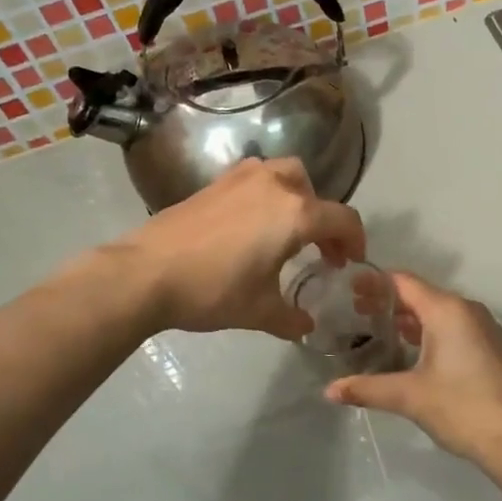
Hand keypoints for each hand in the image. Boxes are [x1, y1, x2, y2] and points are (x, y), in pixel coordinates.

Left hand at [118, 159, 365, 339]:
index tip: (349, 264)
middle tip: (319, 250)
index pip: (343, 219)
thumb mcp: (260, 312)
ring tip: (285, 230)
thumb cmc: (213, 290)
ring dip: (296, 199)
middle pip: (314, 192)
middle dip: (324, 219)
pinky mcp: (215, 182)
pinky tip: (251, 224)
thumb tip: (306, 325)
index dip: (355, 242)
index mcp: (296, 214)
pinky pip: (255, 178)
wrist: (146, 272)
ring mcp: (242, 178)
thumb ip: (291, 318)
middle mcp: (275, 185)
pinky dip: (267, 194)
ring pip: (284, 175)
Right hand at [325, 273, 501, 465]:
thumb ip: (366, 388)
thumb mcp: (408, 396)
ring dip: (410, 319)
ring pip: (439, 312)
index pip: (403, 282)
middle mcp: (467, 310)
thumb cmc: (460, 408)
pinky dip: (430, 331)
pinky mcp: (493, 347)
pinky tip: (413, 352)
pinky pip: (455, 327)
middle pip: (421, 295)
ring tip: (379, 332)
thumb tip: (328, 391)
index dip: (374, 283)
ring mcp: (484, 328)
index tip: (348, 290)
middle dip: (389, 302)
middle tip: (356, 314)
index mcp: (446, 310)